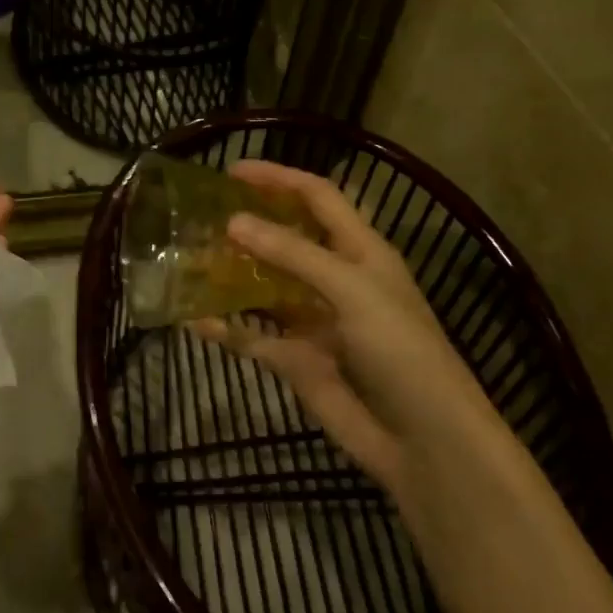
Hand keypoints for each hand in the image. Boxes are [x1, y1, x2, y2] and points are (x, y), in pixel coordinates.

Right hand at [191, 160, 493, 494]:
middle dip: (248, 224)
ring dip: (230, 274)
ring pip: (263, 287)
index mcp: (361, 251)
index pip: (318, 197)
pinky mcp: (296, 360)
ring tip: (188, 259)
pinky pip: (253, 336)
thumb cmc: (401, 350)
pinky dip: (224, 327)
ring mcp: (313, 321)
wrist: (424, 441)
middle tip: (201, 216)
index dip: (279, 178)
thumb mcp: (352, 290)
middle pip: (286, 239)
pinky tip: (191, 319)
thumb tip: (233, 222)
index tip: (232, 171)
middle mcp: (335, 280)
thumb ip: (293, 254)